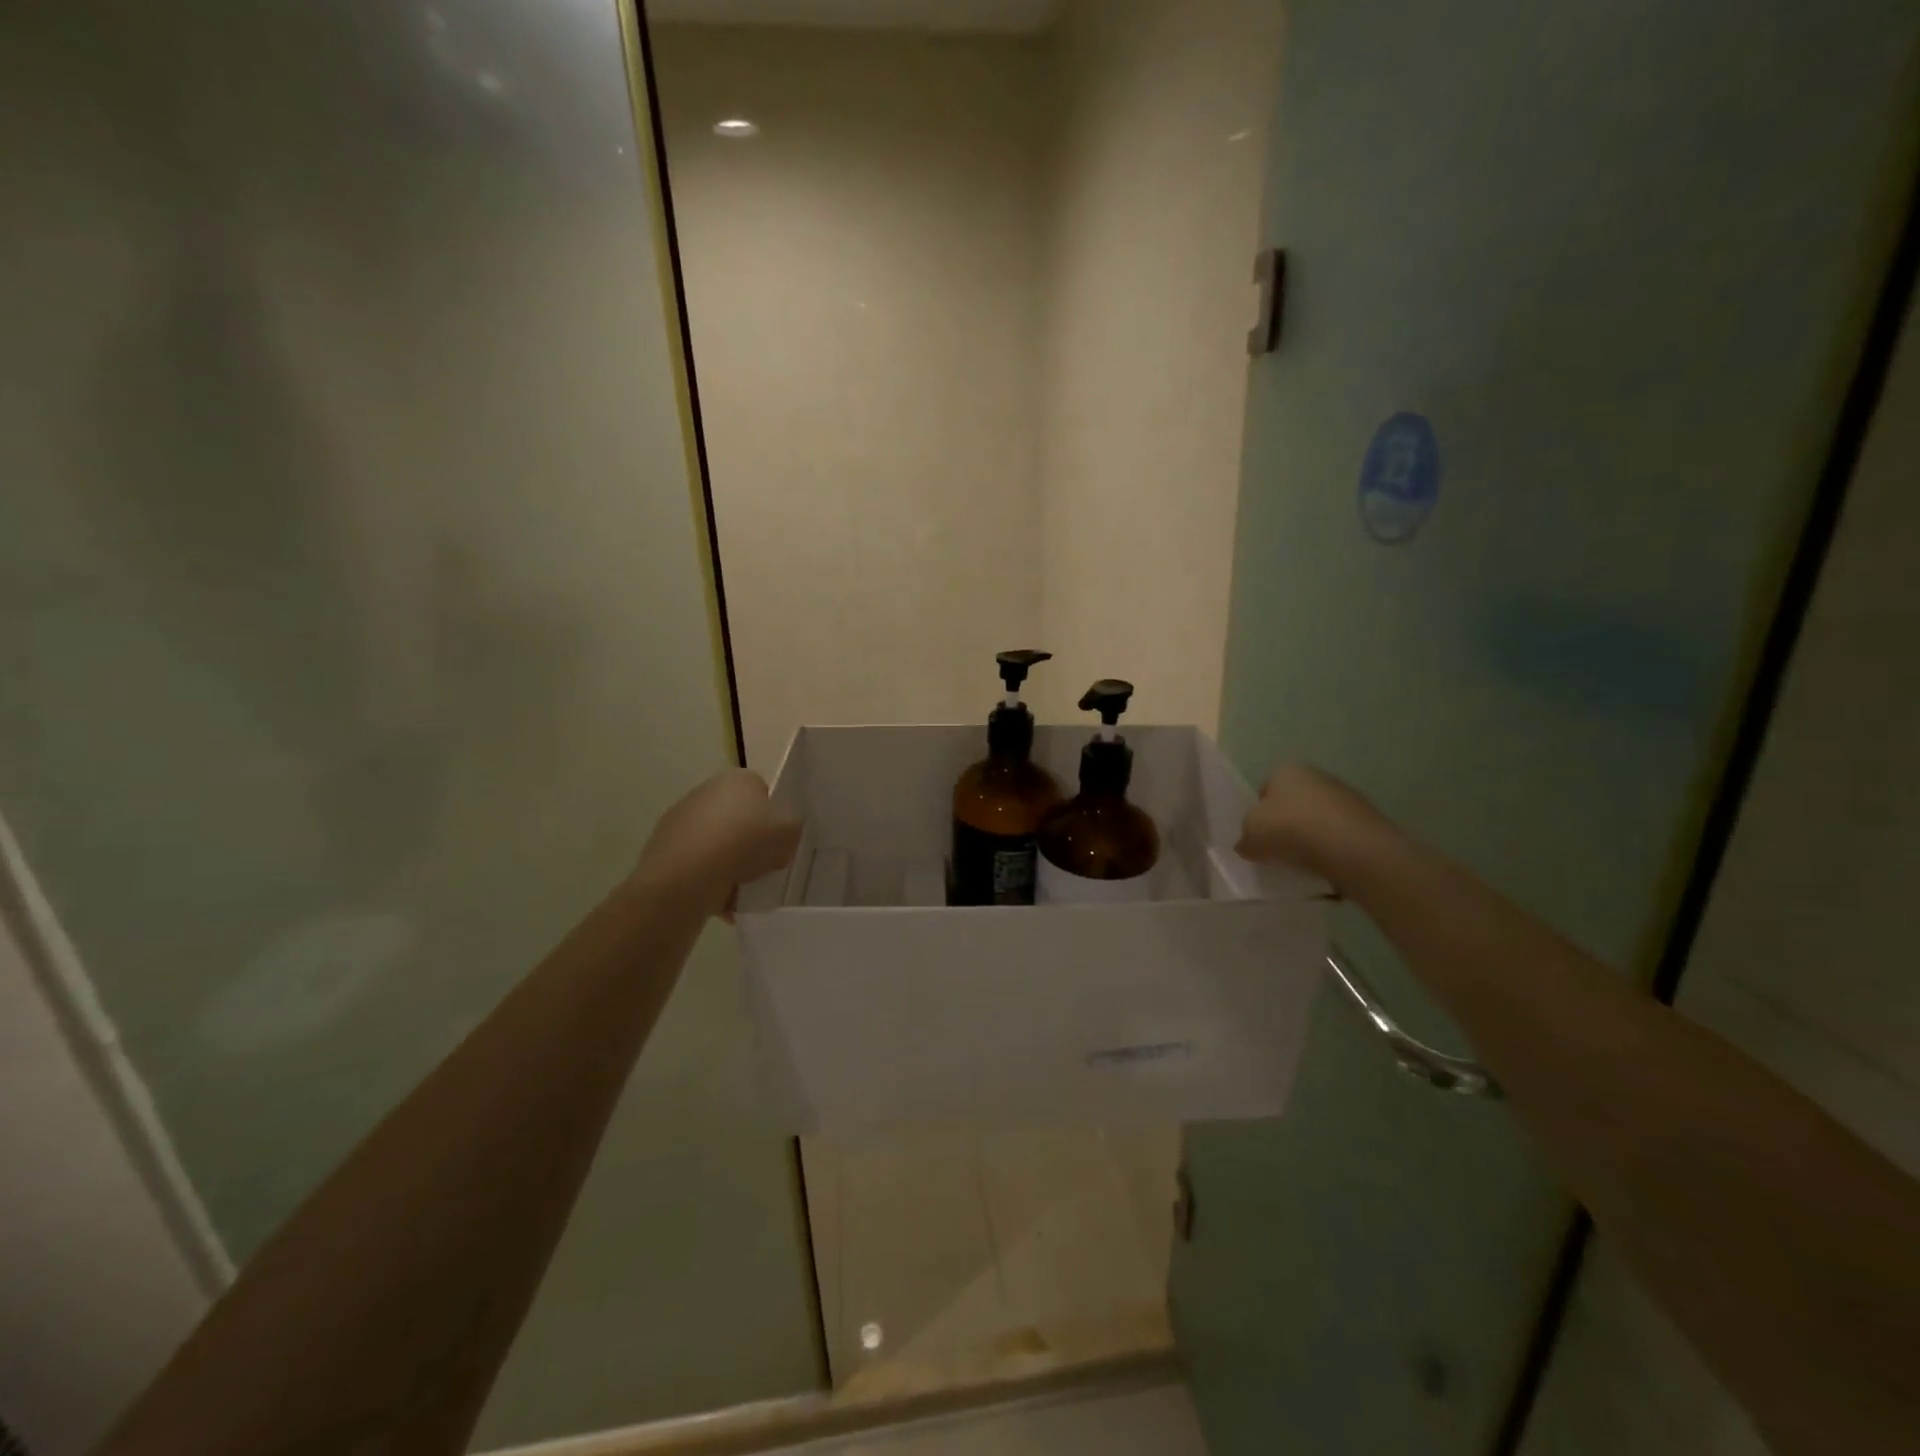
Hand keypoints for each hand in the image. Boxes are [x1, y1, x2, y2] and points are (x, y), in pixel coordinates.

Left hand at [633, 769, 802, 917]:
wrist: (686, 877)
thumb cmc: (744, 843)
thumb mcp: (790, 829)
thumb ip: (793, 825)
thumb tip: (782, 832)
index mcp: (738, 779)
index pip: (764, 793)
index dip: (775, 819)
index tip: (780, 842)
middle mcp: (706, 791)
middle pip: (740, 819)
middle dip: (751, 843)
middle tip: (764, 867)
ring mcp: (681, 819)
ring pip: (718, 845)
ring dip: (730, 865)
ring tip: (742, 891)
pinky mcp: (664, 849)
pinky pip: (698, 865)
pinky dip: (709, 880)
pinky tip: (719, 899)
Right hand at [1236, 763, 1380, 884]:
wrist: (1350, 846)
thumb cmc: (1290, 828)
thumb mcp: (1251, 834)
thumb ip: (1245, 839)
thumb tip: (1247, 845)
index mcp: (1286, 770)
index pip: (1265, 789)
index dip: (1258, 813)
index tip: (1258, 835)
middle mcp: (1317, 775)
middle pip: (1293, 802)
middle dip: (1285, 823)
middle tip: (1277, 849)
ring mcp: (1346, 796)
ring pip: (1318, 818)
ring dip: (1310, 836)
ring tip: (1302, 861)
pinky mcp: (1367, 819)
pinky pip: (1339, 834)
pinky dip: (1331, 847)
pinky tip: (1325, 864)